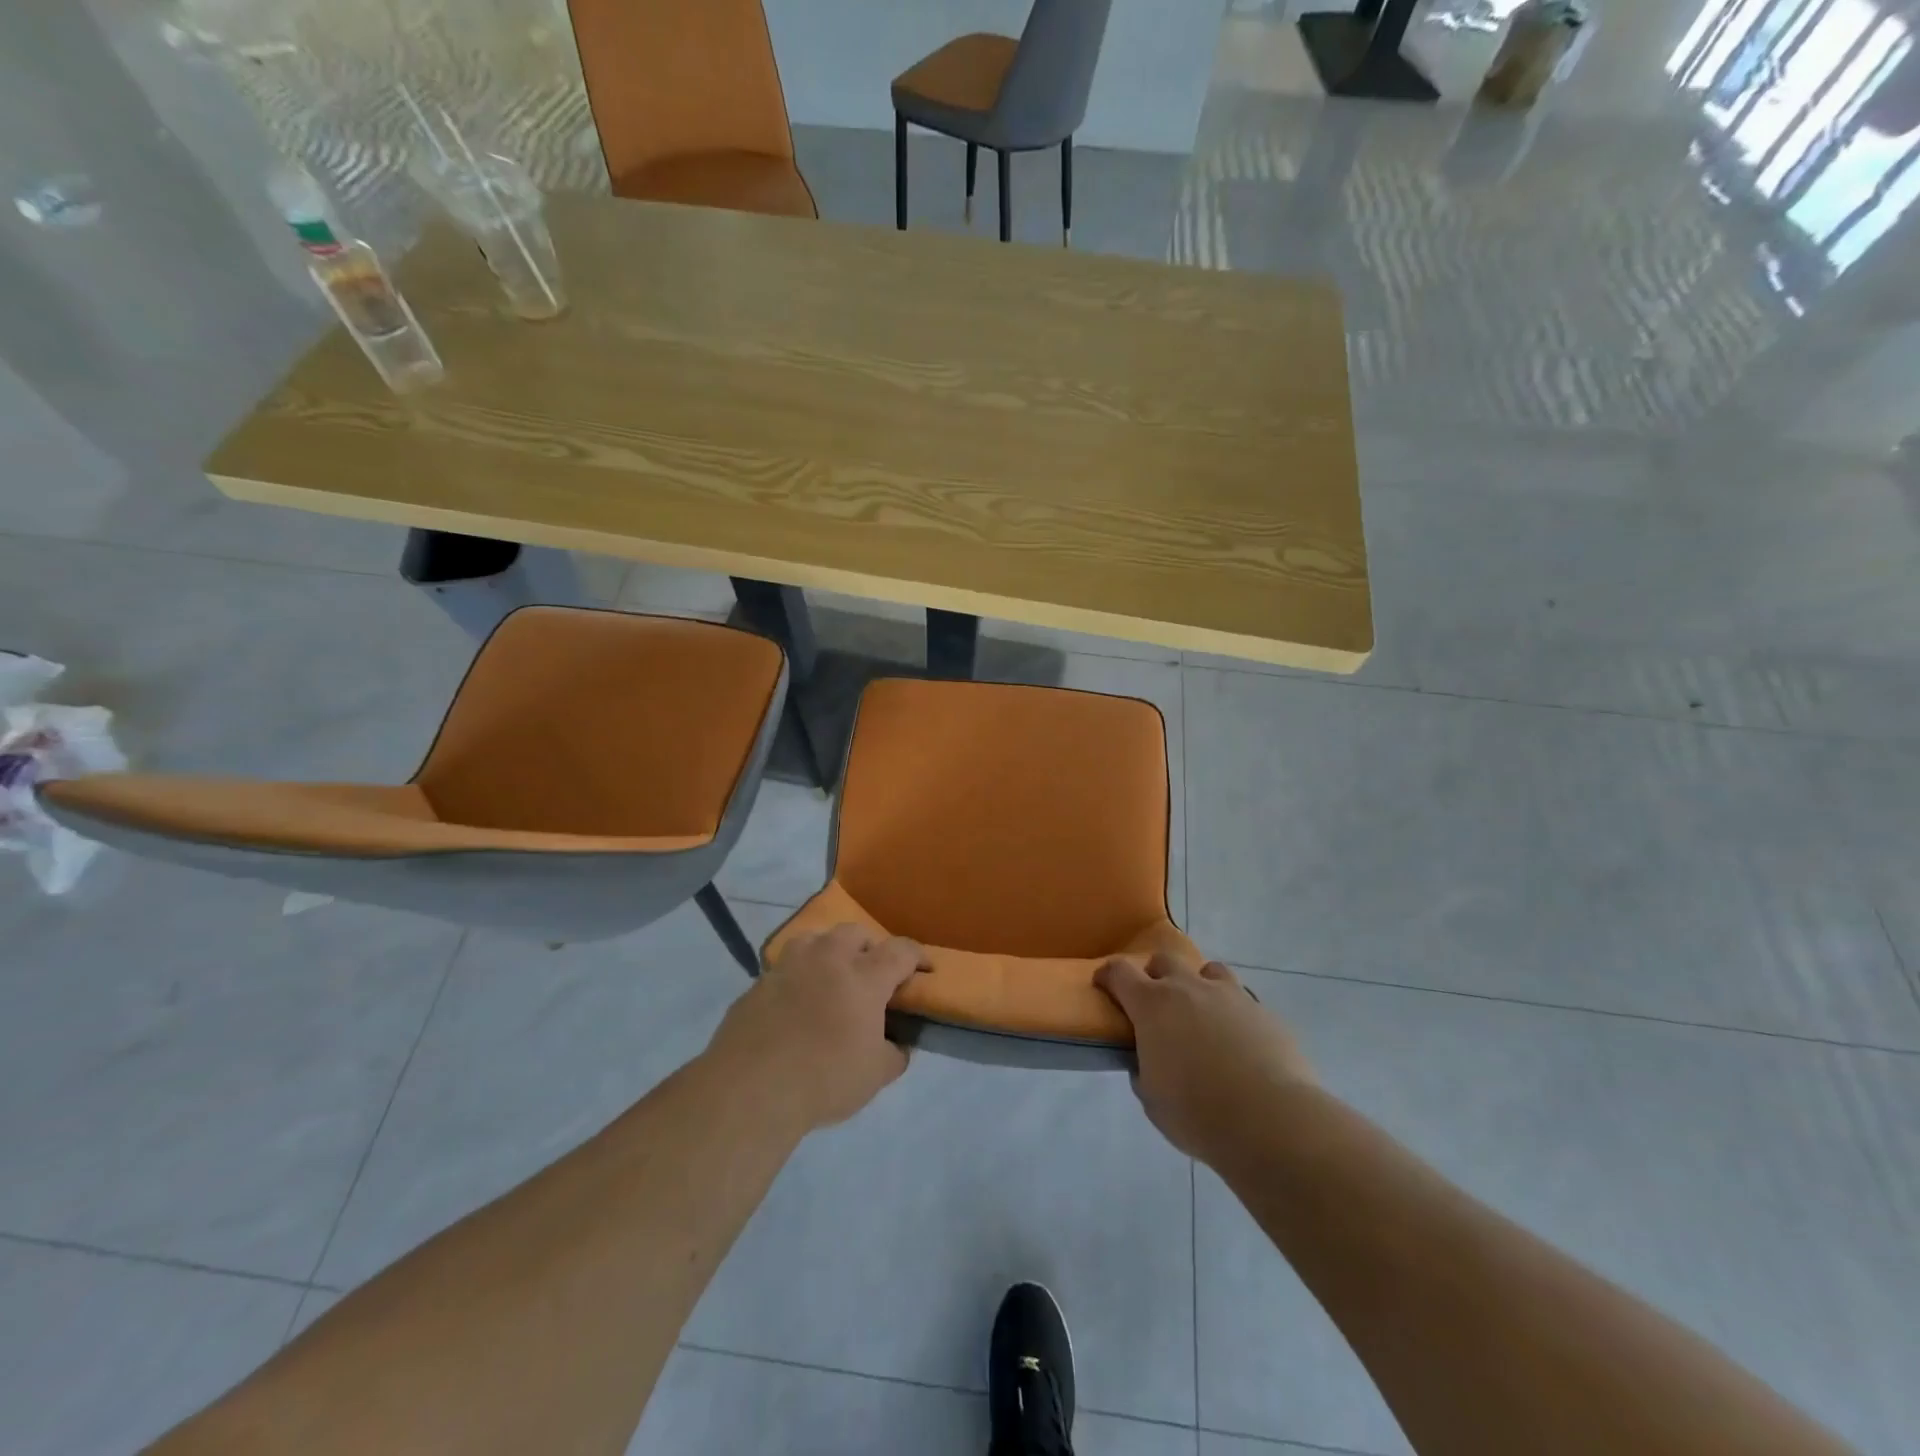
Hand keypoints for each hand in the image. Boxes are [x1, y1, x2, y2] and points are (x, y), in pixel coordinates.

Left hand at [707, 924, 928, 1131]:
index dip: (917, 956)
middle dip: (870, 947)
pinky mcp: (757, 984)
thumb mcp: (875, 1076)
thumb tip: (898, 1045)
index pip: (900, 951)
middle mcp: (828, 959)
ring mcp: (788, 967)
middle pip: (855, 933)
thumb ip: (894, 1054)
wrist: (750, 1089)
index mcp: (863, 976)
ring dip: (829, 952)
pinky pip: (785, 970)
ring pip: (814, 940)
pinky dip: (798, 979)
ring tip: (831, 978)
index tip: (925, 969)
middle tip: (872, 973)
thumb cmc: (824, 1078)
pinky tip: (796, 1006)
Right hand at [1095, 955, 1313, 1166]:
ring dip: (1199, 985)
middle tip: (1157, 1006)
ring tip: (1203, 1015)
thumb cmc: (1198, 1113)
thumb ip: (1145, 1071)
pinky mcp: (1264, 1011)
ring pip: (1208, 970)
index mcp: (1152, 1005)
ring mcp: (1230, 995)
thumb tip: (1150, 1062)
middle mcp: (1189, 988)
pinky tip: (1239, 1043)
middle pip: (1164, 960)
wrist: (1271, 1121)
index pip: (1120, 972)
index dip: (1108, 975)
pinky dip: (1233, 1013)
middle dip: (1155, 976)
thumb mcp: (1153, 1099)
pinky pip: (1242, 1000)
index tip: (1104, 985)